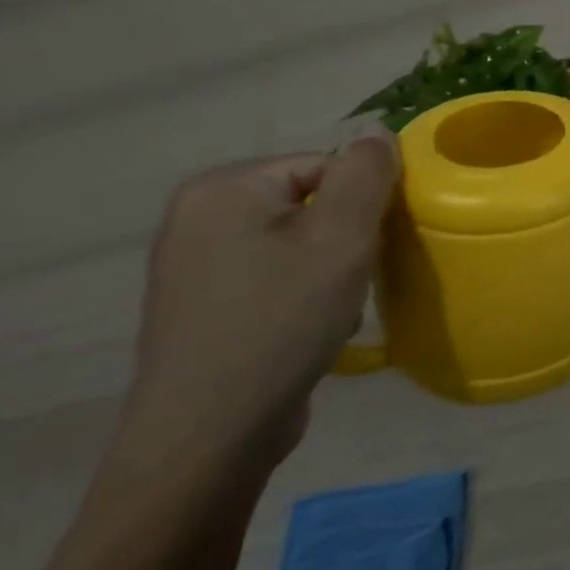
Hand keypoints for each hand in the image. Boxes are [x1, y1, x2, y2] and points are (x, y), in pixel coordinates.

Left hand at [115, 133, 400, 481]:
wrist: (208, 438)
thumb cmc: (280, 322)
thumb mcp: (341, 237)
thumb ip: (366, 173)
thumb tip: (375, 130)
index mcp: (222, 189)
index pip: (326, 165)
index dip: (363, 202)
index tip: (372, 246)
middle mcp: (197, 217)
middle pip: (312, 202)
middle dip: (346, 238)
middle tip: (354, 279)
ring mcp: (194, 265)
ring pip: (299, 242)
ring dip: (330, 269)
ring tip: (333, 309)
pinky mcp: (203, 307)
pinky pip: (275, 275)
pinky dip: (303, 294)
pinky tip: (309, 329)